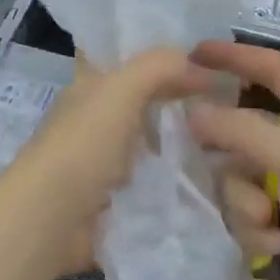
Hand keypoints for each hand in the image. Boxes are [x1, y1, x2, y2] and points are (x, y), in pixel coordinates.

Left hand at [0, 47, 216, 278]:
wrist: (52, 220)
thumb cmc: (83, 146)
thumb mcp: (121, 90)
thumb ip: (159, 67)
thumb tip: (199, 66)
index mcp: (89, 89)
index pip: (126, 62)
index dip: (162, 59)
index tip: (210, 62)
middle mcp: (94, 121)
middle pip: (142, 103)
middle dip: (179, 102)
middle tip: (228, 103)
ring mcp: (103, 163)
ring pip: (150, 143)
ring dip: (181, 143)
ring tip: (226, 140)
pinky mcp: (114, 200)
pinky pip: (152, 182)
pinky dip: (175, 179)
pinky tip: (207, 177)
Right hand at [188, 40, 279, 279]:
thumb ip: (243, 130)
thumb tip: (193, 111)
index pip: (275, 70)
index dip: (237, 57)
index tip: (195, 53)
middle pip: (246, 129)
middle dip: (232, 152)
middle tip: (200, 152)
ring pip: (239, 177)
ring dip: (247, 202)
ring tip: (269, 221)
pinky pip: (247, 212)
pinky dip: (257, 229)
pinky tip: (277, 246)